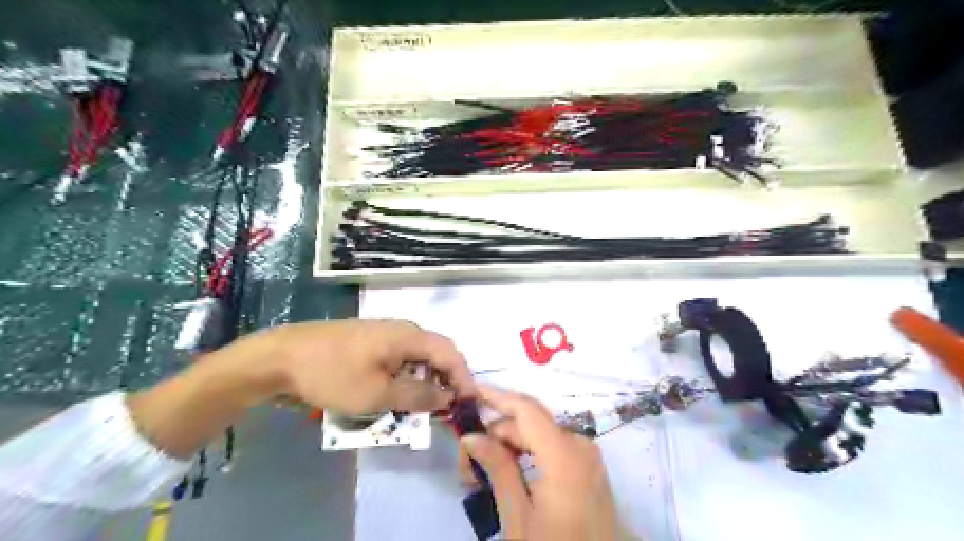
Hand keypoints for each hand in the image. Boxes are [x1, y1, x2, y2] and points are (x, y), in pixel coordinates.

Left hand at [261, 321, 477, 414]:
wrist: (281, 358)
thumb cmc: (333, 375)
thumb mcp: (378, 394)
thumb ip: (418, 397)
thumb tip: (447, 398)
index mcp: (410, 336)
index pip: (451, 354)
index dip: (464, 379)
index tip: (469, 404)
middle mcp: (402, 330)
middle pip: (436, 354)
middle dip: (445, 382)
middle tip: (447, 409)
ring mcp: (385, 334)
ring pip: (417, 358)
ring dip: (424, 382)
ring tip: (423, 408)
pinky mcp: (370, 342)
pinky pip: (399, 359)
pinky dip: (405, 379)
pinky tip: (397, 396)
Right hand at [460, 387, 616, 538]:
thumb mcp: (518, 516)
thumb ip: (498, 469)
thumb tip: (472, 436)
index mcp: (565, 454)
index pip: (526, 410)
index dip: (498, 397)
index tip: (471, 393)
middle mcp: (581, 445)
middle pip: (532, 422)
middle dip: (498, 430)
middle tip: (467, 454)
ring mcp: (588, 456)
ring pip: (541, 434)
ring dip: (511, 442)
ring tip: (482, 467)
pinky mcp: (590, 467)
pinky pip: (554, 446)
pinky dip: (530, 451)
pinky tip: (508, 468)